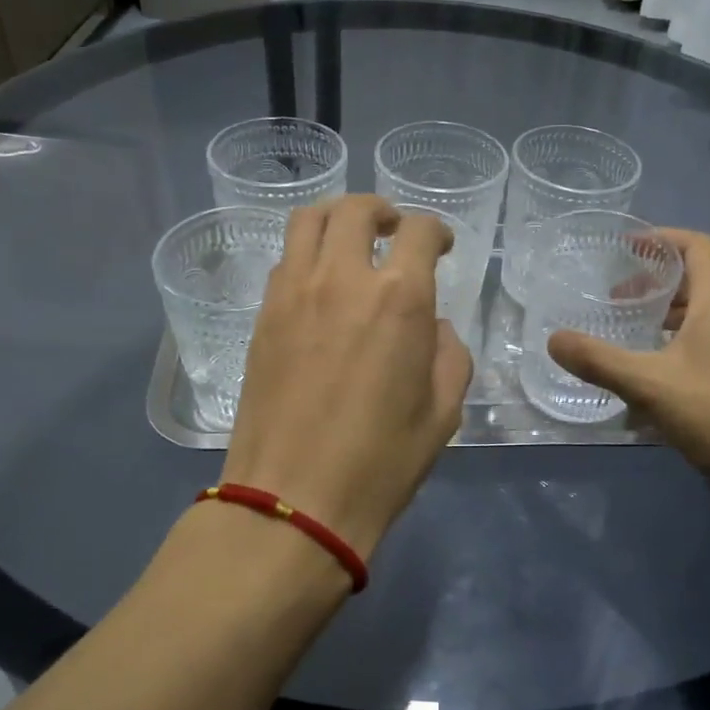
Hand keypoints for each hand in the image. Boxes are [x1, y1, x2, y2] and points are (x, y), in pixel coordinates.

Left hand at [222, 195, 472, 558]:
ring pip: (307, 222)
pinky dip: (307, 255)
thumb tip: (433, 327)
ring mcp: (292, 294)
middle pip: (355, 210)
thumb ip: (448, 353)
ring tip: (351, 242)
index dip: (436, 230)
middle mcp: (342, 279)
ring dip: (336, 219)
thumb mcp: (444, 411)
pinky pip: (284, 262)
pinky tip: (320, 286)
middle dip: (382, 210)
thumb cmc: (381, 461)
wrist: (294, 499)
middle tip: (394, 230)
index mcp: (398, 298)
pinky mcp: (262, 317)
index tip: (442, 246)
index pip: (419, 232)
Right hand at [547, 229, 709, 494]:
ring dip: (666, 320)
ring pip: (704, 317)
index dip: (661, 239)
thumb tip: (553, 340)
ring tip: (631, 338)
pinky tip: (657, 381)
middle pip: (696, 282)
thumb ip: (599, 361)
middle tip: (617, 300)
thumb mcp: (649, 385)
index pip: (695, 246)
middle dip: (654, 285)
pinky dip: (681, 348)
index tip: (626, 248)